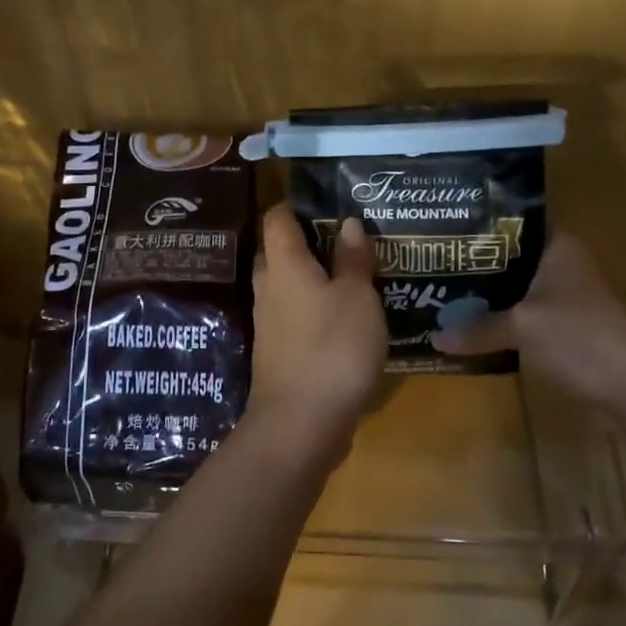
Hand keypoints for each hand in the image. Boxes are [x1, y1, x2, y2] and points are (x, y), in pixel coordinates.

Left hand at [246, 205, 387, 457]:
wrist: (300, 423)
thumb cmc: (332, 348)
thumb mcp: (356, 298)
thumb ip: (352, 260)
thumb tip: (347, 223)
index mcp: (284, 265)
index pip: (277, 219)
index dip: (295, 205)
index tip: (323, 201)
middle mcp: (268, 289)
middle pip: (276, 253)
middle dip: (303, 243)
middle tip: (342, 240)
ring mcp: (269, 324)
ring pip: (284, 288)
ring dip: (309, 280)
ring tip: (348, 277)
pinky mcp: (277, 354)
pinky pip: (292, 318)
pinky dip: (312, 311)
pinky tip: (341, 320)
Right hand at [432, 233, 625, 406]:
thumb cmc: (579, 336)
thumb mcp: (521, 327)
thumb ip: (477, 328)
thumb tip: (434, 337)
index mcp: (557, 246)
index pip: (512, 223)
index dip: (478, 227)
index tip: (442, 232)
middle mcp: (562, 263)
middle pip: (510, 257)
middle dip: (474, 265)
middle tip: (431, 265)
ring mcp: (566, 296)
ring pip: (515, 287)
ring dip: (486, 295)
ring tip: (442, 293)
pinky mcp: (565, 325)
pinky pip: (523, 313)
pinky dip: (500, 318)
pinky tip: (471, 324)